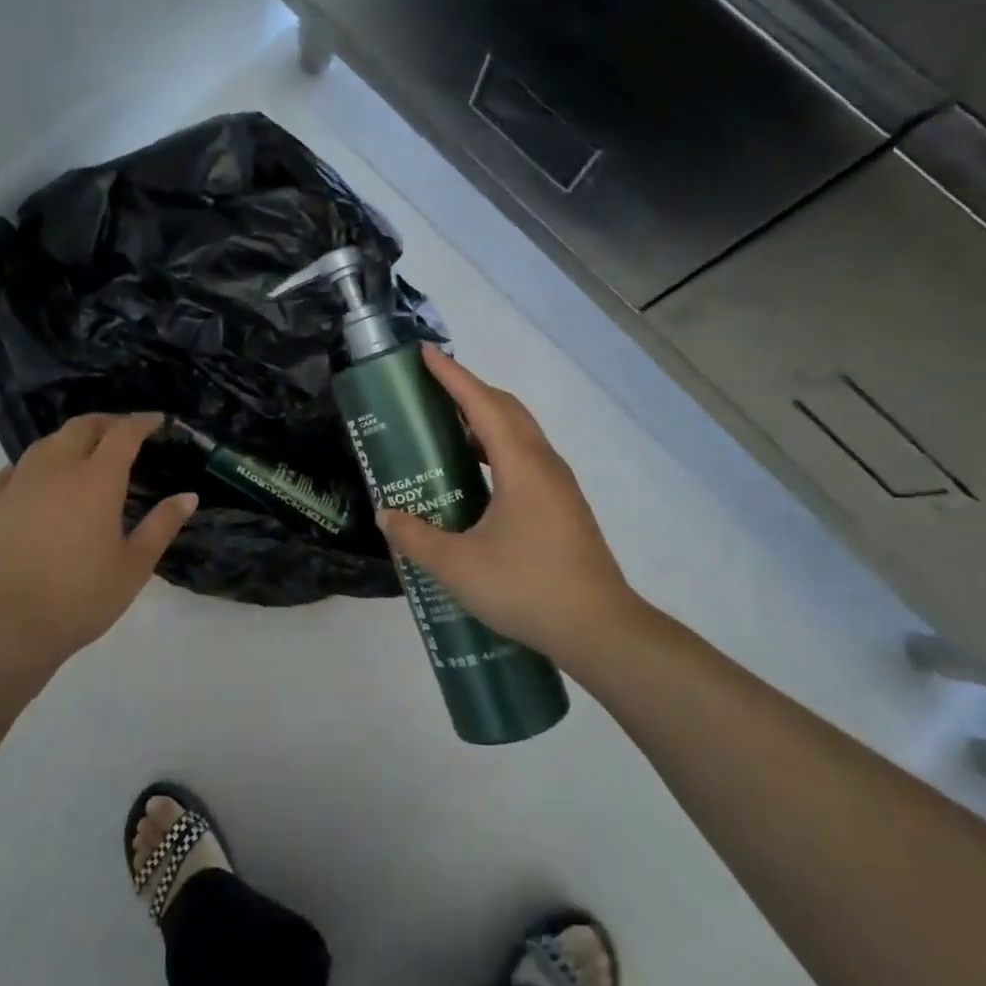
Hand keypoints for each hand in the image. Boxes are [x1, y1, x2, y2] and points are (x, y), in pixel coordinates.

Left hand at [0, 413, 197, 665]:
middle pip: (81, 427)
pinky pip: (13, 470)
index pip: (123, 434)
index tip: (156, 421)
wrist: (5, 625)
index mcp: (97, 479)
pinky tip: (35, 480)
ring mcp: (17, 483)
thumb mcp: (134, 566)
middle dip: (105, 423)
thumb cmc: (80, 597)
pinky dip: (33, 465)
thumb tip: (188, 496)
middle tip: (121, 432)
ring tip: (80, 453)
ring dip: (69, 440)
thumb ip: (162, 525)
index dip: (141, 422)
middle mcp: (56, 468)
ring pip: (45, 443)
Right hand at [377, 347, 642, 661]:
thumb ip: (416, 538)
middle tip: (430, 392)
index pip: (482, 404)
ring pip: (519, 434)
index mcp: (521, 465)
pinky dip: (496, 449)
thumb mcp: (457, 567)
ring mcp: (558, 486)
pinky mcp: (563, 507)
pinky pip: (525, 458)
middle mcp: (544, 465)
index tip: (425, 355)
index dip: (452, 376)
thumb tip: (387, 515)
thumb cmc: (527, 588)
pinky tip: (475, 478)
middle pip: (506, 409)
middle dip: (469, 391)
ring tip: (446, 431)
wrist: (599, 630)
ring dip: (484, 421)